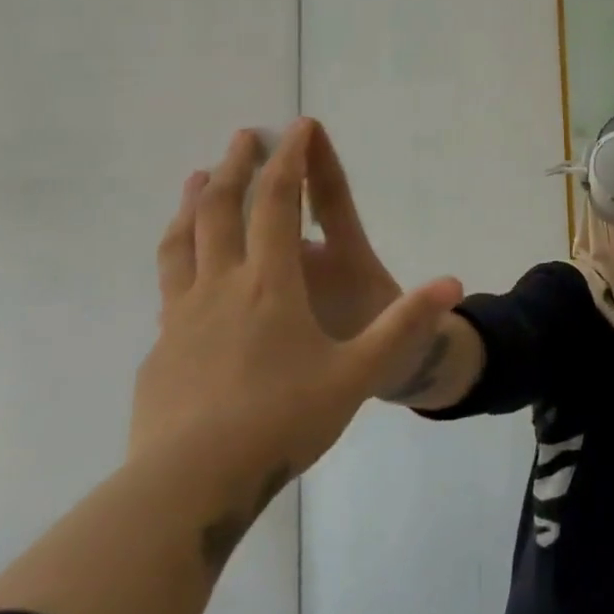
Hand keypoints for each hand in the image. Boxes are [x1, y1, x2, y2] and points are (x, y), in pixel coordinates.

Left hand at [137, 121, 462, 477]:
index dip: (288, 161)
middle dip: (236, 166)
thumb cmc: (282, 419)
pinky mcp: (159, 352)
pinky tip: (186, 273)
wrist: (188, 486)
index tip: (296, 127)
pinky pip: (168, 287)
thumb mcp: (358, 372)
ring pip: (182, 242)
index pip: (276, 204)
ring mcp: (181, 318)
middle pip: (221, 210)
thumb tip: (454, 283)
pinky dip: (178, 258)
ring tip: (198, 179)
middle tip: (244, 135)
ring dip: (193, 203)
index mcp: (270, 285)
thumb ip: (405, 325)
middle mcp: (220, 287)